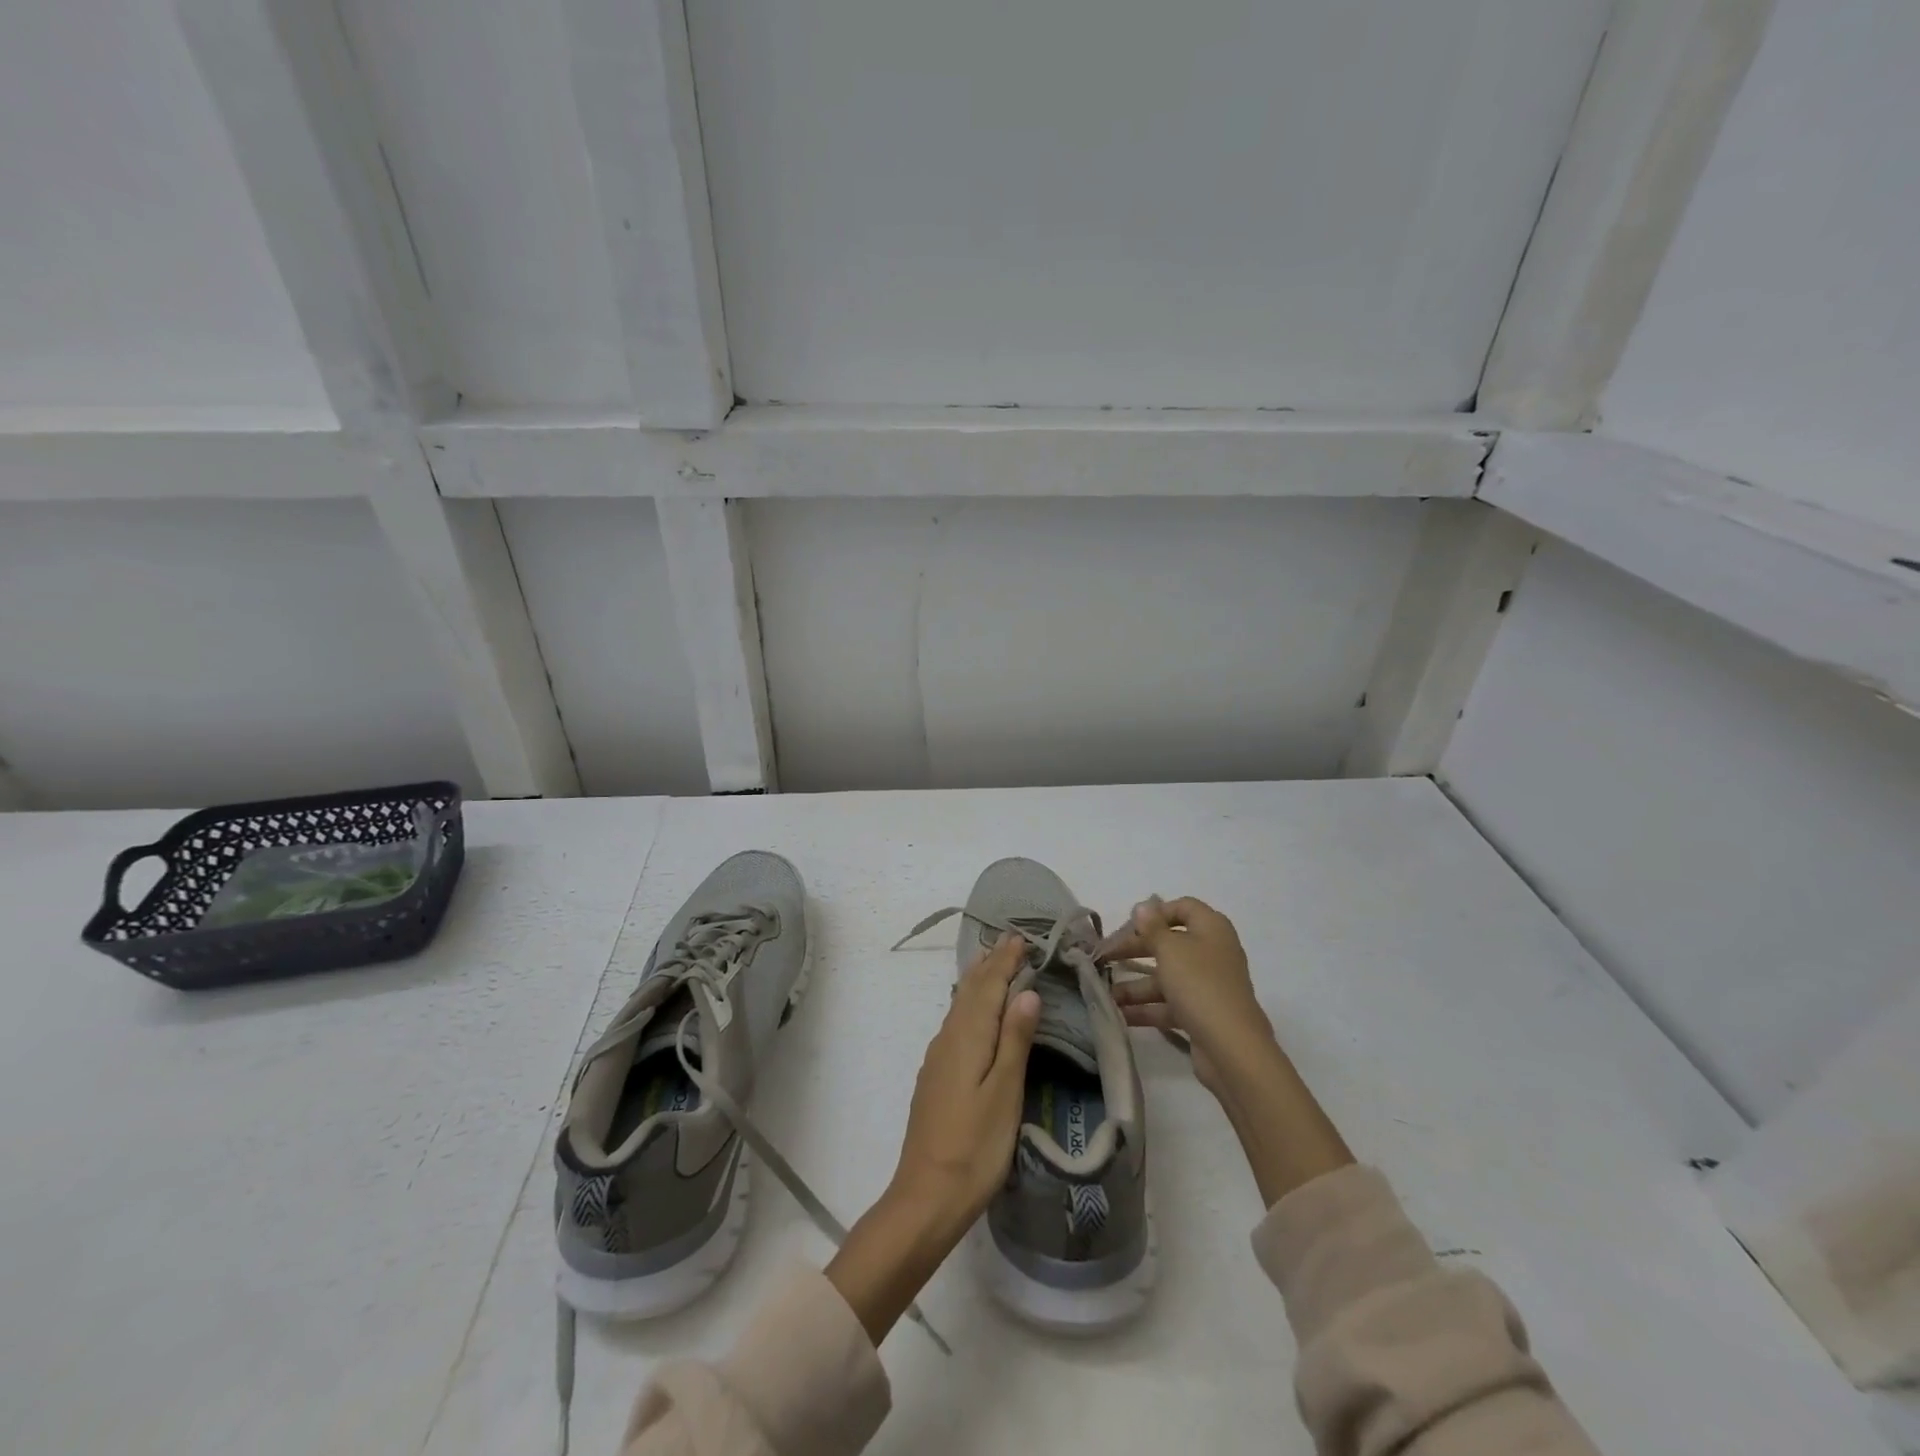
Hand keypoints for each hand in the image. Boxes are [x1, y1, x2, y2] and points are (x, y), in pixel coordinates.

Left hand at [826, 935, 1040, 1344]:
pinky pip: (955, 1022)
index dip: (1004, 961)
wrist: (926, 1195)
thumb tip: (1027, 992)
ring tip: (990, 962)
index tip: (1020, 936)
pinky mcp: (936, 1077)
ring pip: (959, 1005)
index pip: (988, 987)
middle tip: (1008, 939)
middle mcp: (948, 1039)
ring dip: (977, 981)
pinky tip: (971, 1011)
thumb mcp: (1004, 1093)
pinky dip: (968, 1004)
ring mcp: (938, 1058)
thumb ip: (1014, 1040)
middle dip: (989, 963)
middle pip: (969, 990)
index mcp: (966, 1037)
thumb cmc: (975, 1146)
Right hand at [1105, 896, 1274, 1098]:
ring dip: (1135, 985)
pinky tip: (1119, 1014)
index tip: (1129, 925)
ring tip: (1106, 994)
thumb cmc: (1199, 984)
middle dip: (1135, 950)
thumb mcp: (1170, 949)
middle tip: (1105, 956)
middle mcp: (1212, 953)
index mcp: (1211, 929)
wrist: (1231, 1047)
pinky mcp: (1202, 1014)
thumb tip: (1143, 906)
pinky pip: (1169, 1004)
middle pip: (1169, 943)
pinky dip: (1146, 1008)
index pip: (1184, 907)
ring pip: (1166, 977)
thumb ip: (1152, 927)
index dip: (1156, 912)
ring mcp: (1207, 985)